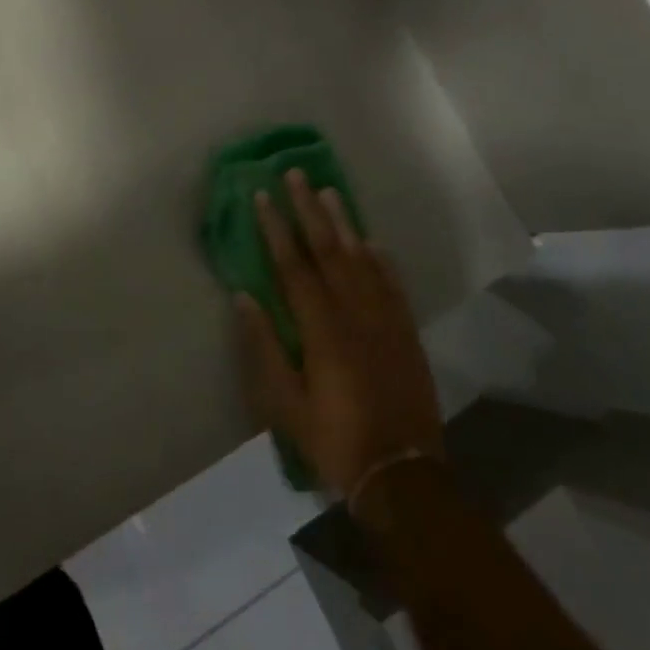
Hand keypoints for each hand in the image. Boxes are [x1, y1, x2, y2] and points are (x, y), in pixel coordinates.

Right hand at [236, 170, 444, 495]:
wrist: (402, 474)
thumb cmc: (333, 439)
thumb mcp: (285, 403)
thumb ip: (263, 347)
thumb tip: (243, 296)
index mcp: (321, 328)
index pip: (294, 265)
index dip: (276, 228)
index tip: (262, 196)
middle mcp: (354, 312)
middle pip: (329, 249)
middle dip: (309, 209)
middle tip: (295, 175)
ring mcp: (385, 319)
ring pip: (362, 258)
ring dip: (344, 222)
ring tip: (329, 191)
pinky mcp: (406, 332)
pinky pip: (392, 283)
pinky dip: (380, 258)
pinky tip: (372, 241)